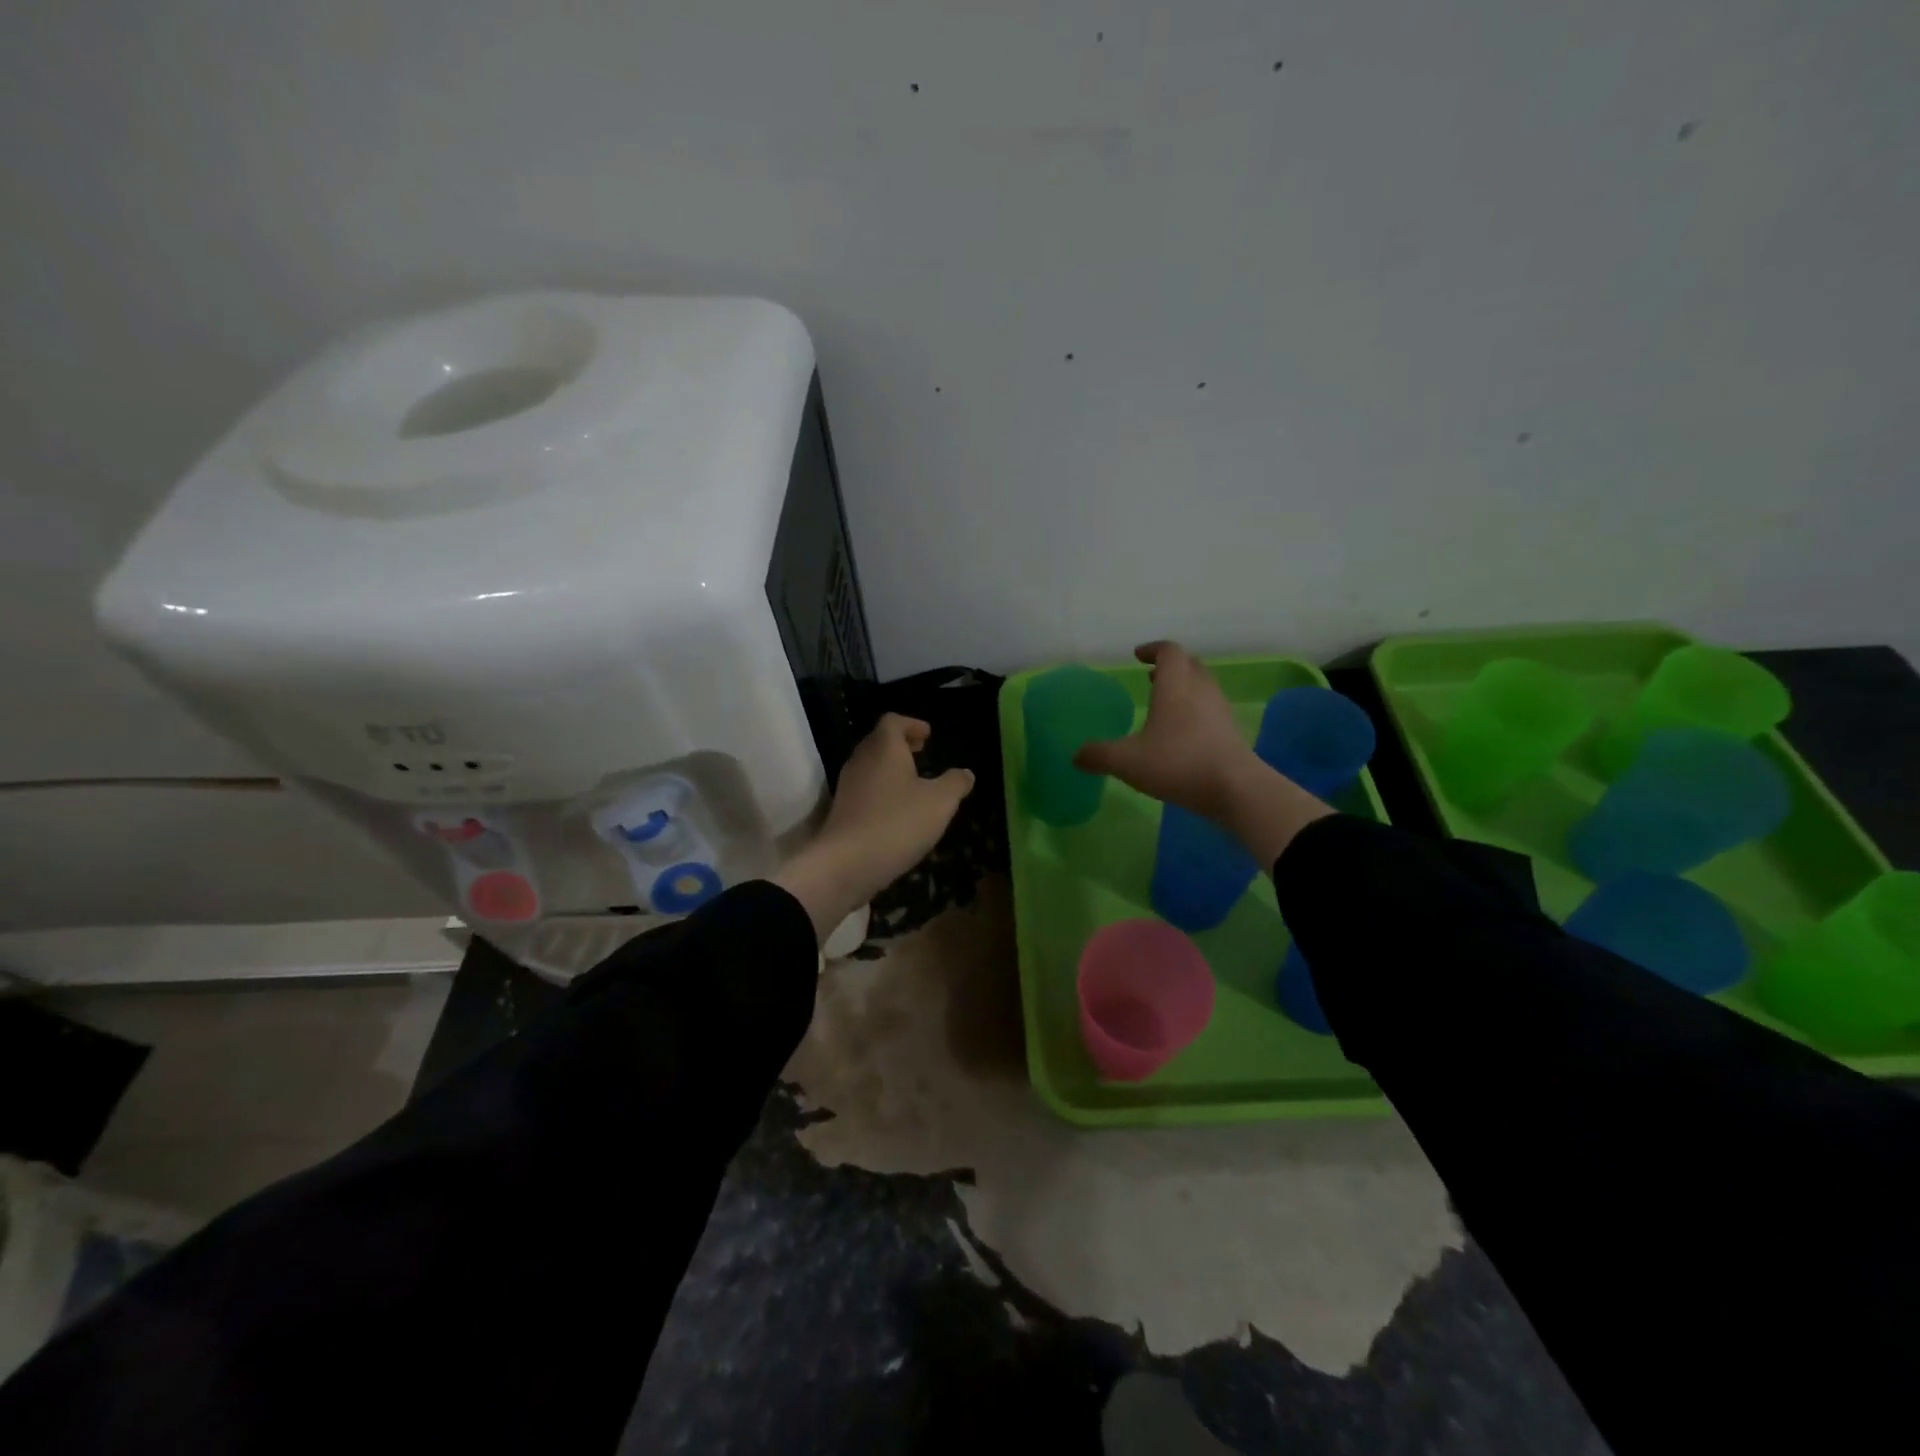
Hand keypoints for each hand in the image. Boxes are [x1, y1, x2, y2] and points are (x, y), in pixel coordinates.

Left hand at [774, 714, 974, 942]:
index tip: (928, 735)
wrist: (846, 864)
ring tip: (913, 783)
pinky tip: (897, 812)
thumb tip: (965, 773)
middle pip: (878, 741)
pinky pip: (864, 791)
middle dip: (900, 744)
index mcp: (884, 748)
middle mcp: (861, 761)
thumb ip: (955, 783)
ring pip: (870, 767)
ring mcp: (847, 787)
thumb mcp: (940, 802)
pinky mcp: (842, 812)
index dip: (912, 724)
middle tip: (921, 752)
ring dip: (890, 769)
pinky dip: (881, 791)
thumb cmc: (897, 822)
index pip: (893, 721)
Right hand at [1074, 642, 1260, 821]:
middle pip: (1189, 664)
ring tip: (1164, 704)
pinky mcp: (1231, 731)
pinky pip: (1211, 709)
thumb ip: (1098, 755)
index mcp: (1175, 685)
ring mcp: (1220, 710)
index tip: (1138, 656)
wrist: (1234, 788)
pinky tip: (1181, 733)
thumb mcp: (1127, 762)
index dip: (1153, 649)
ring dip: (1184, 687)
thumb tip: (1075, 755)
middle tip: (1152, 677)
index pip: (1169, 651)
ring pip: (1203, 686)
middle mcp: (1200, 689)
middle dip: (1170, 666)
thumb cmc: (1177, 763)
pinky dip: (1195, 710)